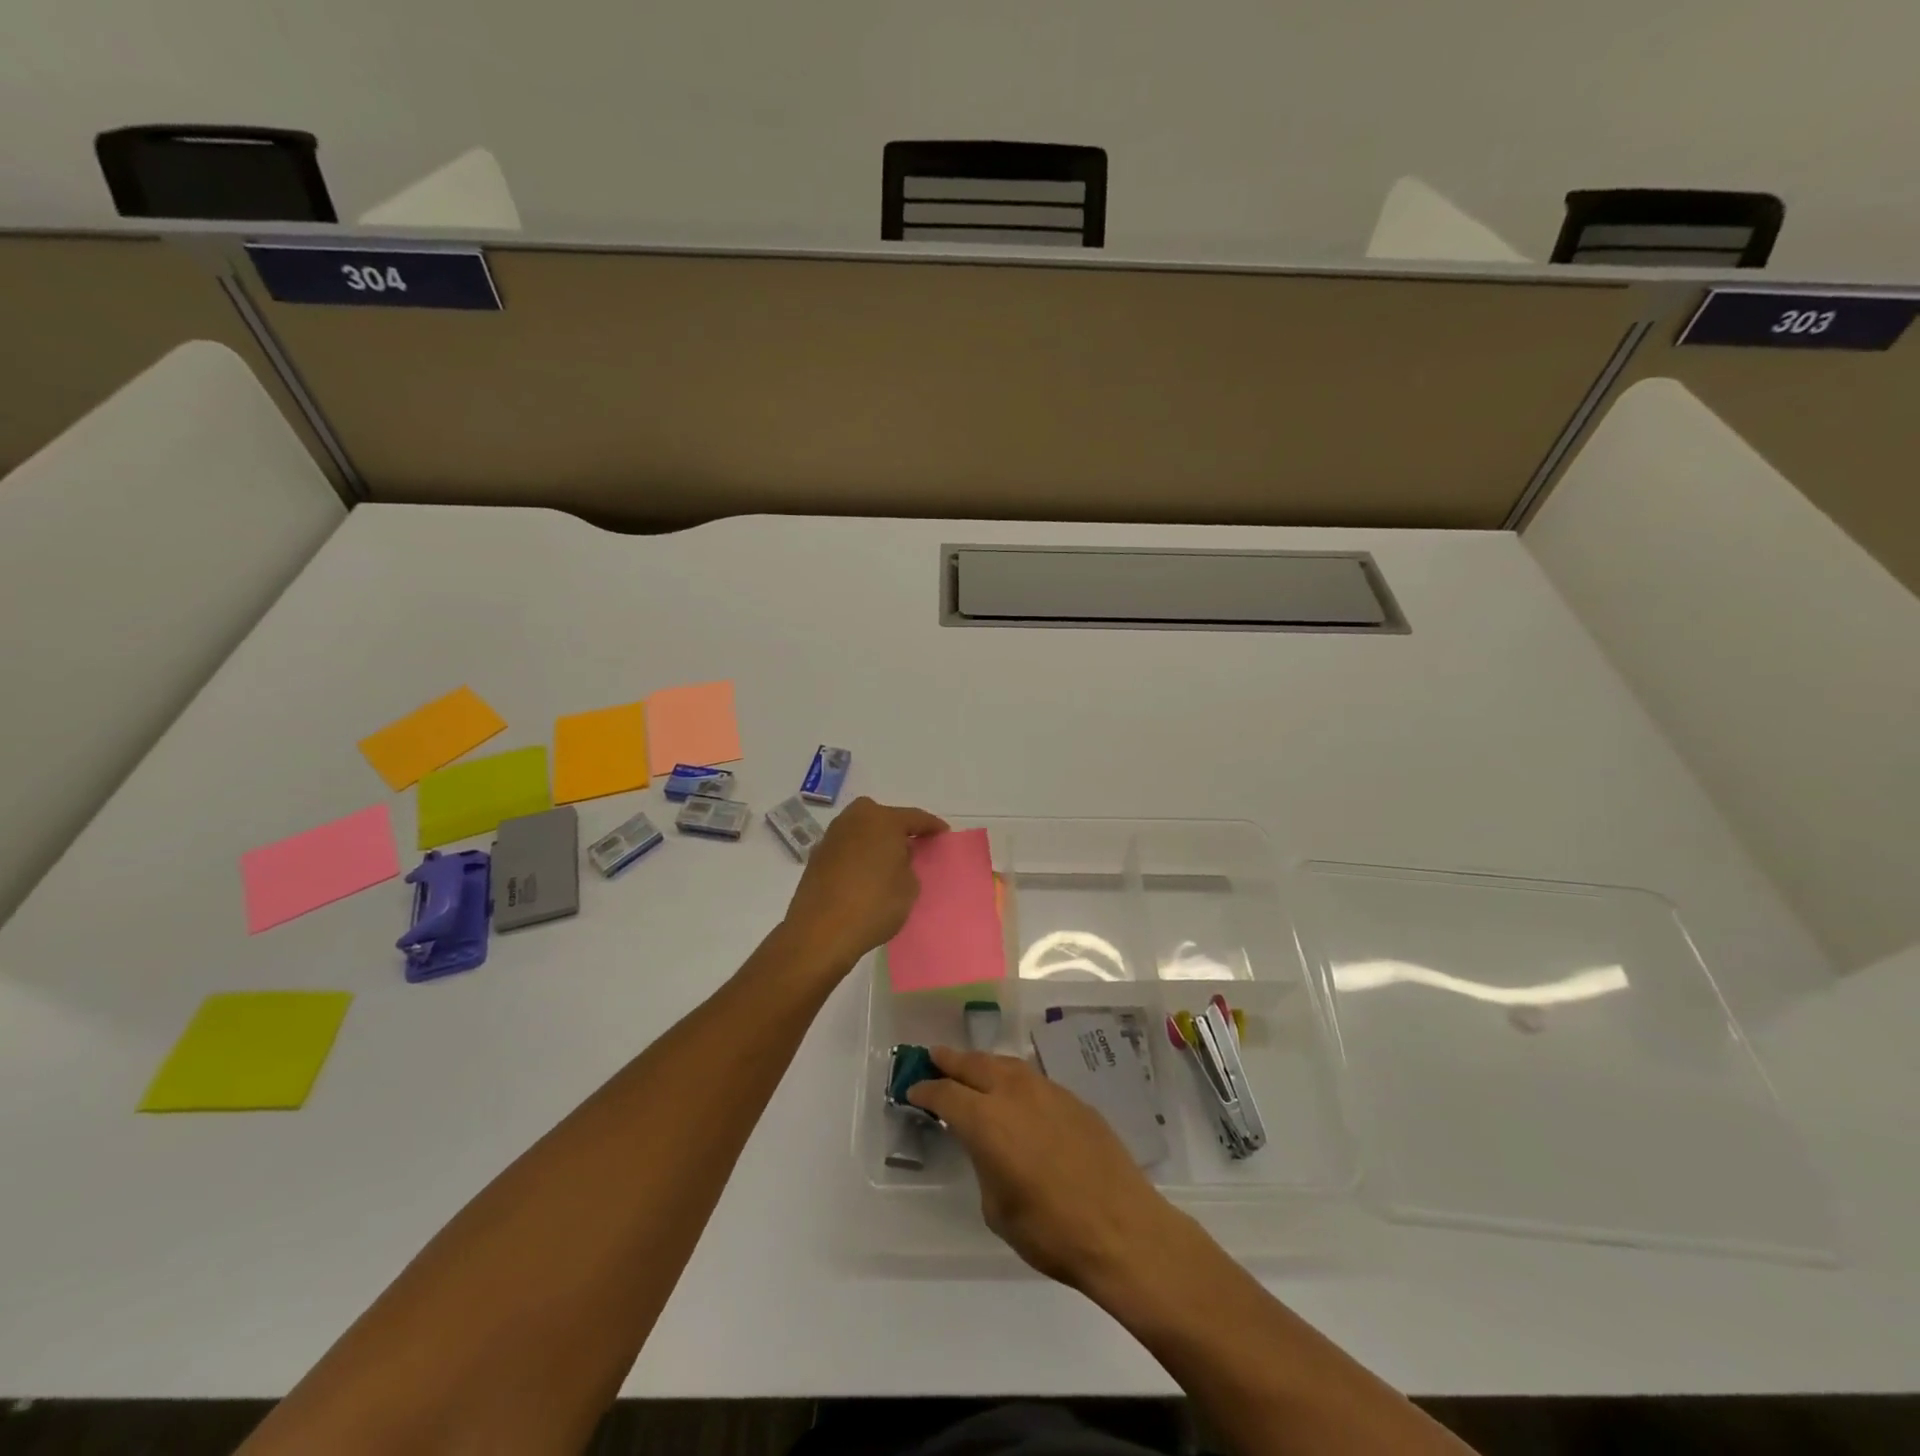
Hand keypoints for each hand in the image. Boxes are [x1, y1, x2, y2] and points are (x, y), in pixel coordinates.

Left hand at [781, 797, 947, 972]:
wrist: (821, 931)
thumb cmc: (874, 904)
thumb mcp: (909, 886)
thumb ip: (908, 864)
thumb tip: (897, 857)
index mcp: (882, 820)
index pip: (915, 817)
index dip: (931, 826)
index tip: (943, 833)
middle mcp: (855, 819)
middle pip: (883, 817)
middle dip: (898, 827)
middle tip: (912, 844)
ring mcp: (832, 836)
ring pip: (861, 830)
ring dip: (875, 840)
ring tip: (887, 860)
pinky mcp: (816, 856)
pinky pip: (846, 847)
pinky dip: (858, 854)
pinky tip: (864, 873)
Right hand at [908, 1046, 1183, 1289]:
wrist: (1121, 1228)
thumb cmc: (1051, 1230)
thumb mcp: (998, 1208)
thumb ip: (985, 1165)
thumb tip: (990, 1149)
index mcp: (986, 1121)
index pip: (946, 1095)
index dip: (926, 1090)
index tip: (913, 1089)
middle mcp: (1014, 1093)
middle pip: (974, 1065)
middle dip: (951, 1060)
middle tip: (934, 1056)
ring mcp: (1047, 1091)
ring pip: (1005, 1064)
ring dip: (983, 1063)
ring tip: (971, 1067)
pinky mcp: (1073, 1099)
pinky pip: (1032, 1079)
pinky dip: (1013, 1078)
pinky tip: (1014, 1092)